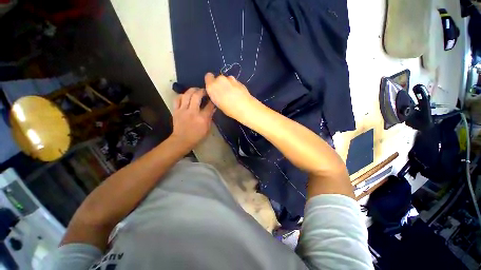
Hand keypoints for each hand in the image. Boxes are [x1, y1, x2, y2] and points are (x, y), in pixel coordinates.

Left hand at [171, 88, 214, 148]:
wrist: (182, 140)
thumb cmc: (197, 136)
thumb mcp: (207, 128)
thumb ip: (210, 117)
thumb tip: (213, 108)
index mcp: (202, 118)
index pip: (209, 106)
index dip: (212, 100)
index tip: (213, 97)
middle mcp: (192, 112)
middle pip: (197, 96)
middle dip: (202, 91)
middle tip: (204, 91)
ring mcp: (183, 110)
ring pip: (186, 95)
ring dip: (192, 90)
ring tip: (195, 90)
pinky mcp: (176, 110)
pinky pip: (177, 99)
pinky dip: (182, 95)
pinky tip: (186, 96)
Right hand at [204, 73, 257, 120]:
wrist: (244, 107)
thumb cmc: (229, 109)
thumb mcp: (218, 103)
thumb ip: (216, 94)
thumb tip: (218, 93)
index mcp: (212, 86)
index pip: (208, 76)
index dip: (211, 82)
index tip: (214, 88)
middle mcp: (220, 79)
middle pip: (218, 78)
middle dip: (221, 84)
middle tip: (224, 93)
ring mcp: (230, 79)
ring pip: (227, 80)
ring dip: (228, 84)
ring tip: (233, 94)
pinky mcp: (239, 81)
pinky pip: (234, 82)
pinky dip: (235, 86)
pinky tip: (239, 94)